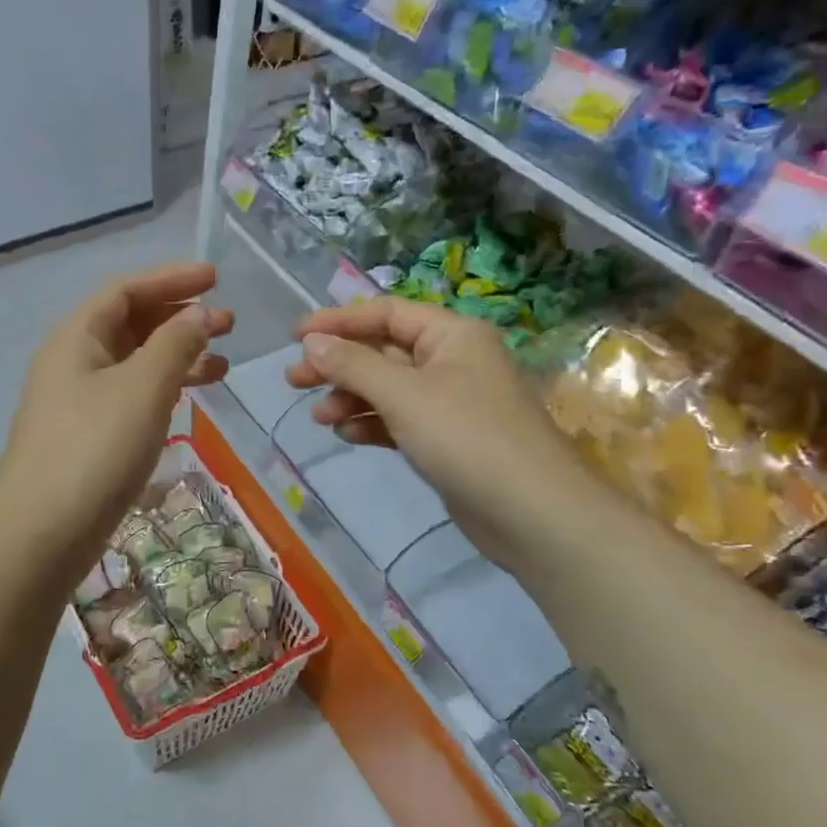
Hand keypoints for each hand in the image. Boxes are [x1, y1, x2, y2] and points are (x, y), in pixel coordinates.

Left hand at [0, 263, 232, 578]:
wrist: (42, 534)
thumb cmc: (95, 449)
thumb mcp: (142, 388)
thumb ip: (176, 344)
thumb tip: (201, 314)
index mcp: (76, 337)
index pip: (126, 290)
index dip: (172, 279)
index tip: (217, 279)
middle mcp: (72, 362)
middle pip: (130, 324)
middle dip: (179, 319)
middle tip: (228, 326)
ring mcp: (78, 402)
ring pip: (134, 364)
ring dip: (177, 357)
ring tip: (222, 365)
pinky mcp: (88, 437)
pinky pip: (131, 396)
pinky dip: (163, 391)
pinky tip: (189, 400)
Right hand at [285, 298, 603, 568]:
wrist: (532, 513)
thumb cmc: (467, 437)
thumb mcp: (403, 394)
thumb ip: (353, 365)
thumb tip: (311, 341)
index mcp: (451, 335)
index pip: (386, 313)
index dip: (338, 321)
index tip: (295, 337)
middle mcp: (452, 361)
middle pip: (383, 351)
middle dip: (338, 364)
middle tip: (294, 380)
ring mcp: (451, 402)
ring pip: (388, 389)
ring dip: (351, 397)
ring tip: (319, 417)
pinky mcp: (447, 440)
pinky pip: (399, 420)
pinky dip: (372, 423)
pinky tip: (348, 434)